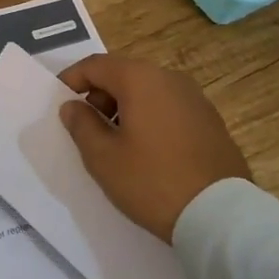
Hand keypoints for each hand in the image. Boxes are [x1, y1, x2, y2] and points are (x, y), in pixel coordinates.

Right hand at [57, 53, 249, 242]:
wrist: (220, 214)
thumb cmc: (152, 181)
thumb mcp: (103, 158)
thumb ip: (81, 125)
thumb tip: (73, 106)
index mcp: (141, 79)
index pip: (96, 65)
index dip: (72, 79)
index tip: (59, 101)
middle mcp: (170, 78)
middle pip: (124, 74)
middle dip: (99, 95)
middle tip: (87, 127)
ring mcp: (195, 98)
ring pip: (148, 91)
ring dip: (125, 107)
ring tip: (116, 143)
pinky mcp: (210, 120)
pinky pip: (169, 107)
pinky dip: (150, 117)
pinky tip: (147, 151)